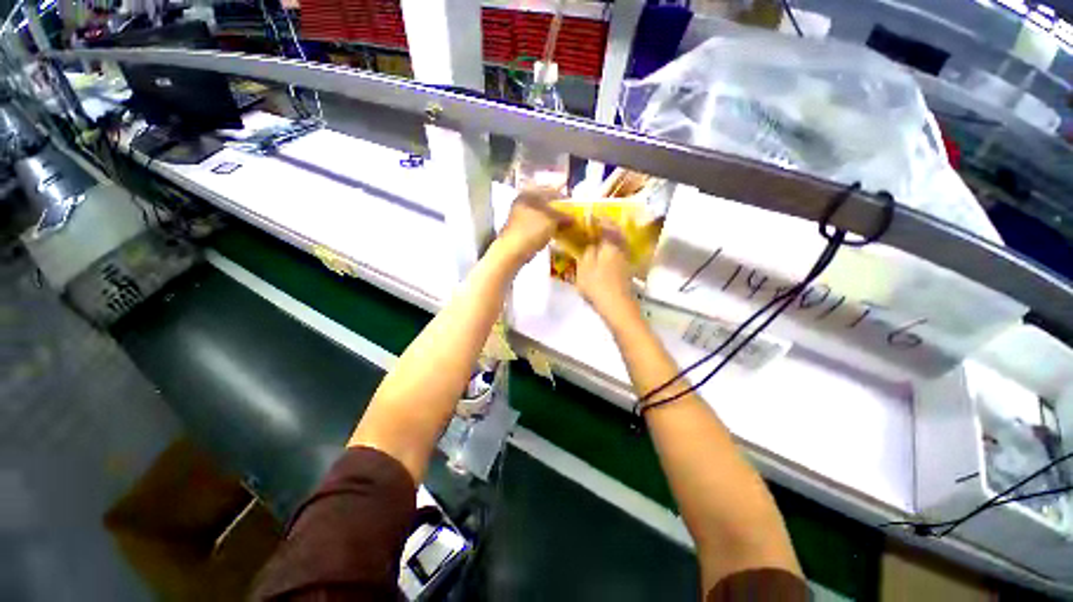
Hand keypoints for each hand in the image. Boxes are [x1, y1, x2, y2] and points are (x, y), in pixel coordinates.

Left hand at [497, 188, 568, 262]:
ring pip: (540, 214)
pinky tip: (553, 232)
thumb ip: (563, 216)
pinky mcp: (520, 229)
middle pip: (544, 203)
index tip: (572, 203)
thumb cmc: (532, 229)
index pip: (549, 190)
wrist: (514, 250)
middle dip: (557, 209)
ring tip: (563, 225)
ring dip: (552, 219)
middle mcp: (523, 202)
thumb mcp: (552, 220)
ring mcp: (520, 216)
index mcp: (529, 194)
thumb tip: (573, 218)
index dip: (562, 196)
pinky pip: (537, 225)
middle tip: (569, 215)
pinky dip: (545, 227)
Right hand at [576, 225, 636, 319]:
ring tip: (601, 237)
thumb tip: (591, 243)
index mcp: (610, 246)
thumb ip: (587, 253)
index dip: (599, 220)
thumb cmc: (597, 285)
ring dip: (612, 237)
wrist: (617, 306)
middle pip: (617, 233)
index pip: (607, 226)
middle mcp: (621, 250)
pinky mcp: (627, 271)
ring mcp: (626, 261)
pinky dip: (613, 249)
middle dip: (609, 227)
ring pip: (620, 243)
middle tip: (599, 224)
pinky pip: (620, 253)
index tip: (592, 215)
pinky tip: (607, 254)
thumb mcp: (585, 268)